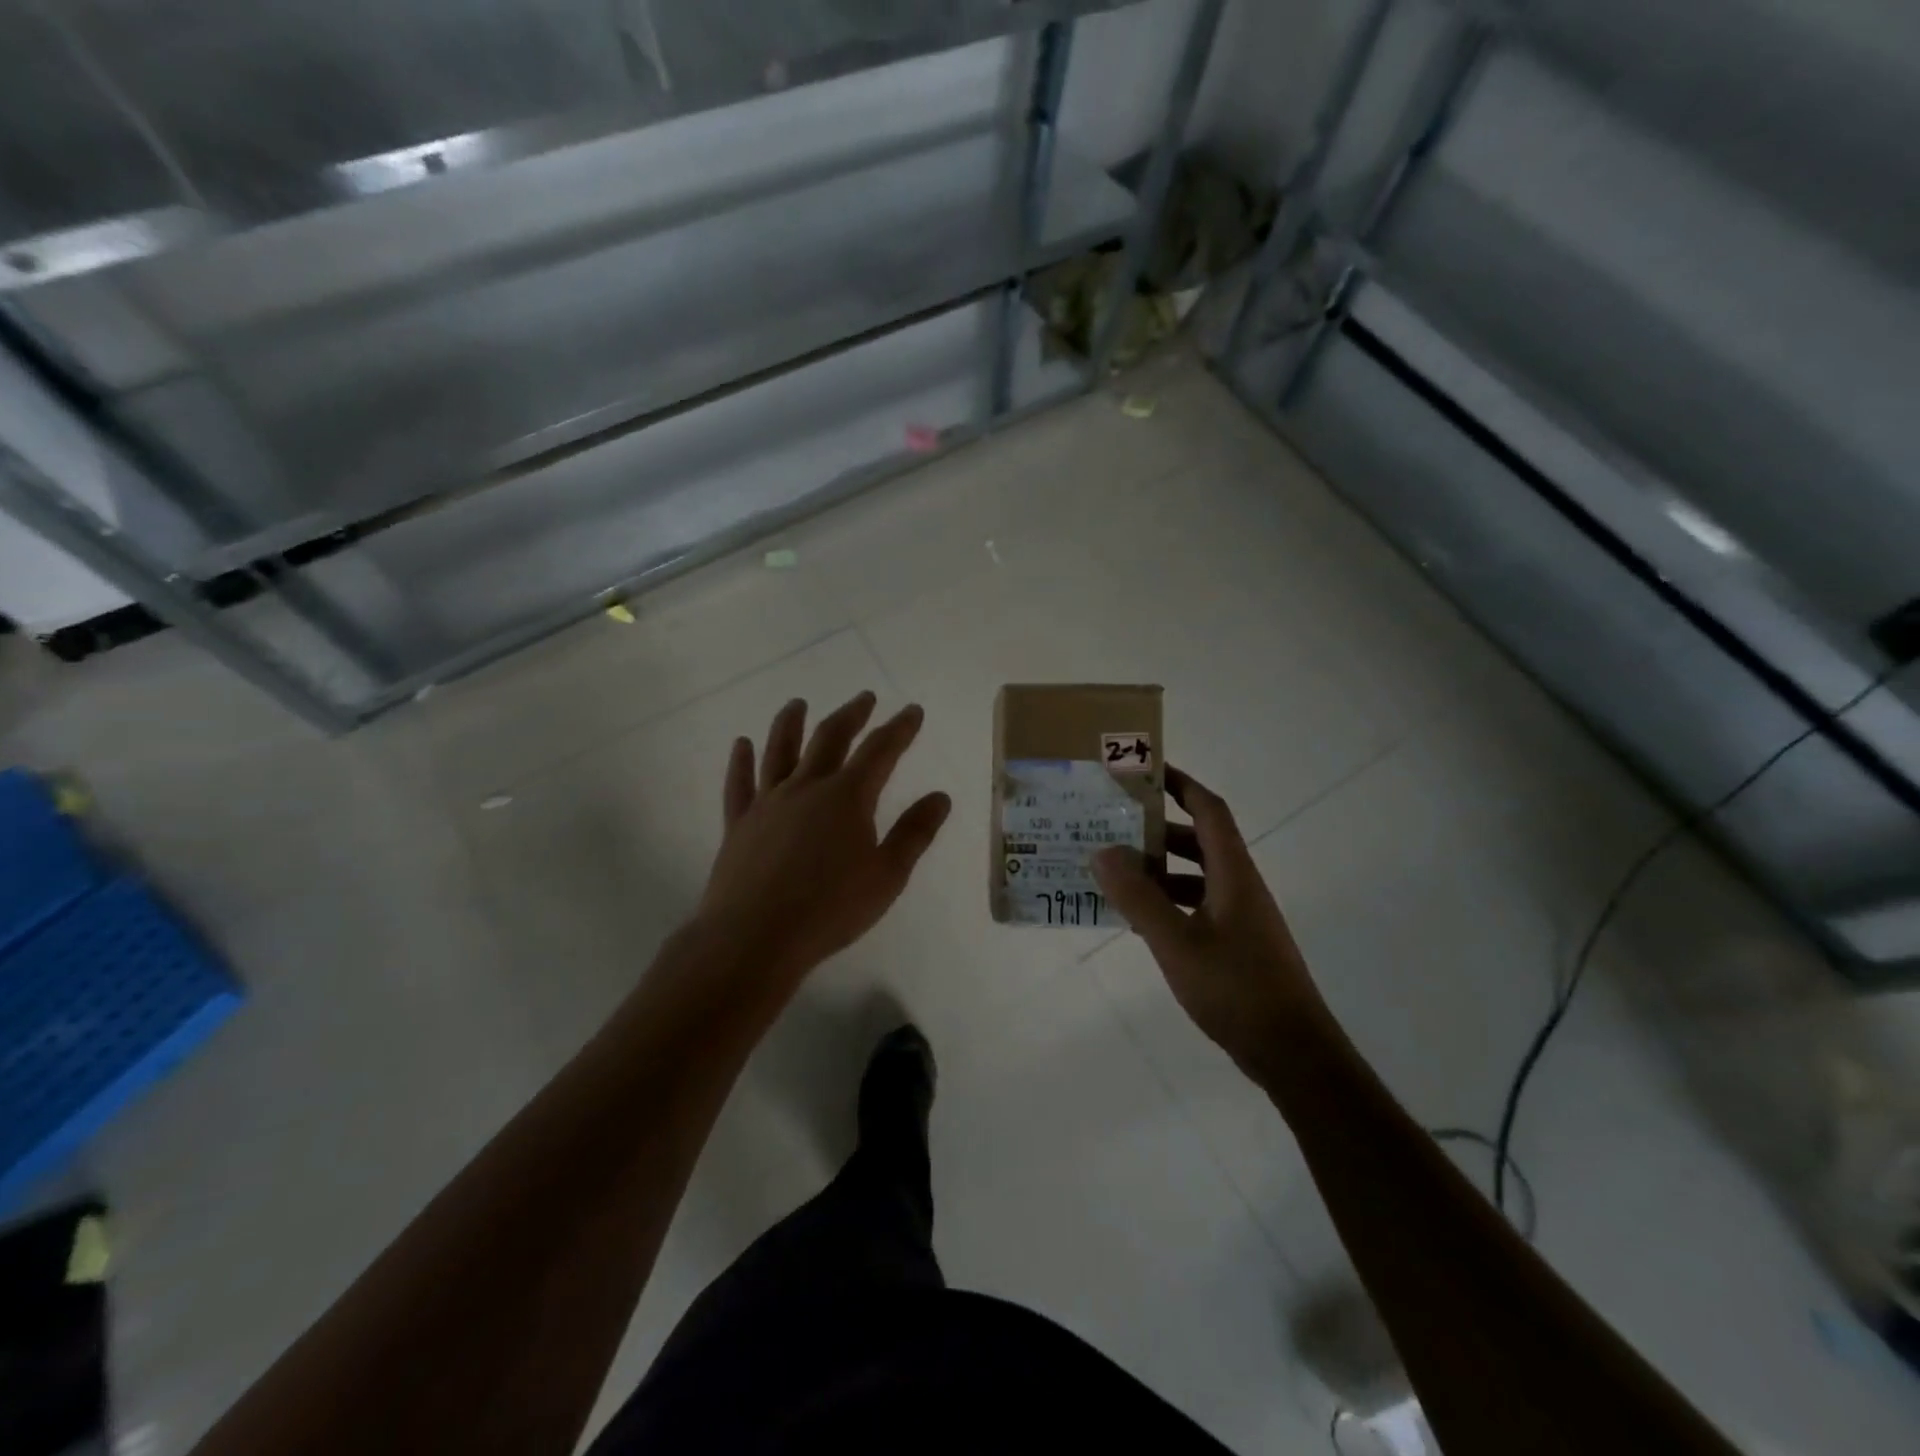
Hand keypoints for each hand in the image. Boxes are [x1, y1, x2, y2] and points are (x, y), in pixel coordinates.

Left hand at [695, 691, 951, 988]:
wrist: (756, 937)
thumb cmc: (830, 909)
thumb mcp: (887, 875)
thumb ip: (914, 833)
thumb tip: (940, 796)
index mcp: (847, 797)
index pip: (880, 751)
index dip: (899, 728)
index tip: (912, 710)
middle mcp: (806, 788)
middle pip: (830, 739)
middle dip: (851, 715)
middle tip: (865, 698)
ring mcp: (768, 803)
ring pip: (779, 750)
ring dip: (791, 723)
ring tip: (798, 703)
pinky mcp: (739, 824)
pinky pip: (739, 784)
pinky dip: (740, 761)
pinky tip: (741, 744)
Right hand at [1093, 767, 1326, 1082]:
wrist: (1291, 1052)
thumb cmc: (1236, 988)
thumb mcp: (1176, 941)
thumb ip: (1138, 897)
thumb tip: (1103, 851)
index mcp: (1233, 873)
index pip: (1209, 810)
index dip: (1180, 784)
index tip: (1145, 770)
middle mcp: (1239, 886)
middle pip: (1199, 840)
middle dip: (1159, 829)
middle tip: (1114, 824)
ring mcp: (1240, 917)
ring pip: (1195, 876)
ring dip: (1159, 869)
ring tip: (1115, 871)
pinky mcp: (1235, 945)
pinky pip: (1195, 906)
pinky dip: (1166, 902)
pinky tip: (1137, 919)